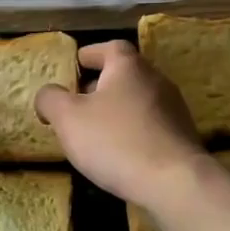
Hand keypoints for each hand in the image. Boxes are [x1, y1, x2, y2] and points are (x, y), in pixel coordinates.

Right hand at [34, 41, 207, 206]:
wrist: (175, 183)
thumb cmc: (115, 141)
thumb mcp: (68, 118)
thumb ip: (50, 99)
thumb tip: (47, 94)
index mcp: (128, 66)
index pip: (109, 47)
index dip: (89, 54)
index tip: (74, 66)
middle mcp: (155, 80)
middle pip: (123, 74)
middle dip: (98, 86)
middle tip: (75, 104)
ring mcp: (173, 109)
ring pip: (136, 101)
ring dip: (114, 110)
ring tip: (92, 132)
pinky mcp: (181, 137)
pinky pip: (149, 125)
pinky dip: (131, 131)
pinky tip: (118, 153)